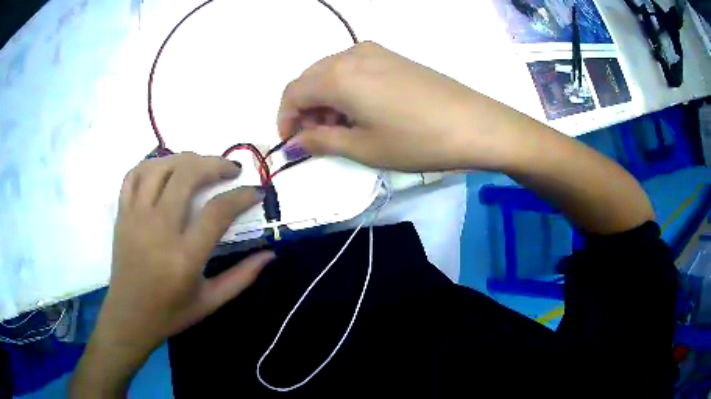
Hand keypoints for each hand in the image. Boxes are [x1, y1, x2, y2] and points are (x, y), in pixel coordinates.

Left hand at [71, 153, 274, 396]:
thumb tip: (271, 254)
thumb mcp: (211, 302)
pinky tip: (166, 168)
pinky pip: (134, 175)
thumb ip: (242, 277)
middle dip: (215, 165)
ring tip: (201, 165)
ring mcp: (135, 218)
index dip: (241, 196)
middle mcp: (158, 230)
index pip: (217, 212)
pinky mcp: (122, 214)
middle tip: (231, 170)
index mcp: (184, 258)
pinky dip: (152, 163)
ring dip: (186, 159)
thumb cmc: (171, 313)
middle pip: (187, 176)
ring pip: (160, 168)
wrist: (128, 316)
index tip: (256, 192)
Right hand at [277, 41, 512, 171]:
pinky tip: (361, 111)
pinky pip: (354, 69)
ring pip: (332, 73)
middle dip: (304, 109)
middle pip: (310, 79)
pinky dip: (346, 90)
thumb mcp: (363, 147)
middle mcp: (351, 54)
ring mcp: (375, 52)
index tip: (292, 143)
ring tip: (341, 128)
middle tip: (316, 139)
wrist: (475, 124)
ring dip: (325, 99)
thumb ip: (321, 141)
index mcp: (337, 75)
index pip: (293, 92)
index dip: (285, 119)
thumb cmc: (416, 140)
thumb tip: (294, 143)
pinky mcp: (393, 57)